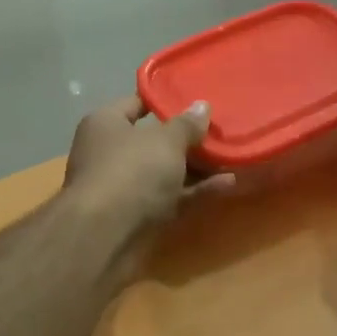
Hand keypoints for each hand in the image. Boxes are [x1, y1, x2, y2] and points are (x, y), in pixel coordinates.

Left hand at [63, 96, 235, 235]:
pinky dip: (195, 191)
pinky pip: (170, 197)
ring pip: (164, 172)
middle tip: (220, 131)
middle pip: (152, 141)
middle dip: (186, 139)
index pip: (136, 103)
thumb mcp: (166, 141)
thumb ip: (187, 124)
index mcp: (105, 124)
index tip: (195, 99)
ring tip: (231, 157)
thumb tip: (202, 106)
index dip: (165, 101)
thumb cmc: (132, 171)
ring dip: (196, 168)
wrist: (106, 236)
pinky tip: (228, 184)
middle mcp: (109, 153)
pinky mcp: (137, 216)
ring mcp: (123, 187)